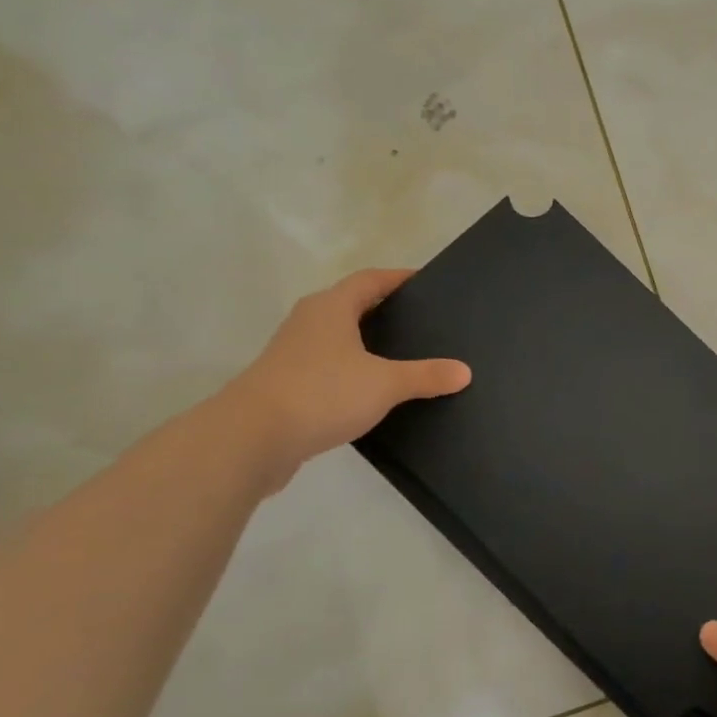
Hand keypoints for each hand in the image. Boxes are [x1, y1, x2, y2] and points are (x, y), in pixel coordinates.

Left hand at [223, 269, 469, 486]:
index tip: (426, 282)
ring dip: (365, 342)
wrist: (252, 438)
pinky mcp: (287, 384)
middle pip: (351, 305)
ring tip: (403, 356)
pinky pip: (328, 367)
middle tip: (421, 321)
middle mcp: (309, 322)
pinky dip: (352, 371)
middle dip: (384, 309)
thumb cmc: (322, 393)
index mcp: (331, 308)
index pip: (370, 279)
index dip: (398, 278)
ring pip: (338, 337)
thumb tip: (464, 371)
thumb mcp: (385, 384)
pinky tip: (372, 391)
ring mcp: (293, 353)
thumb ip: (426, 376)